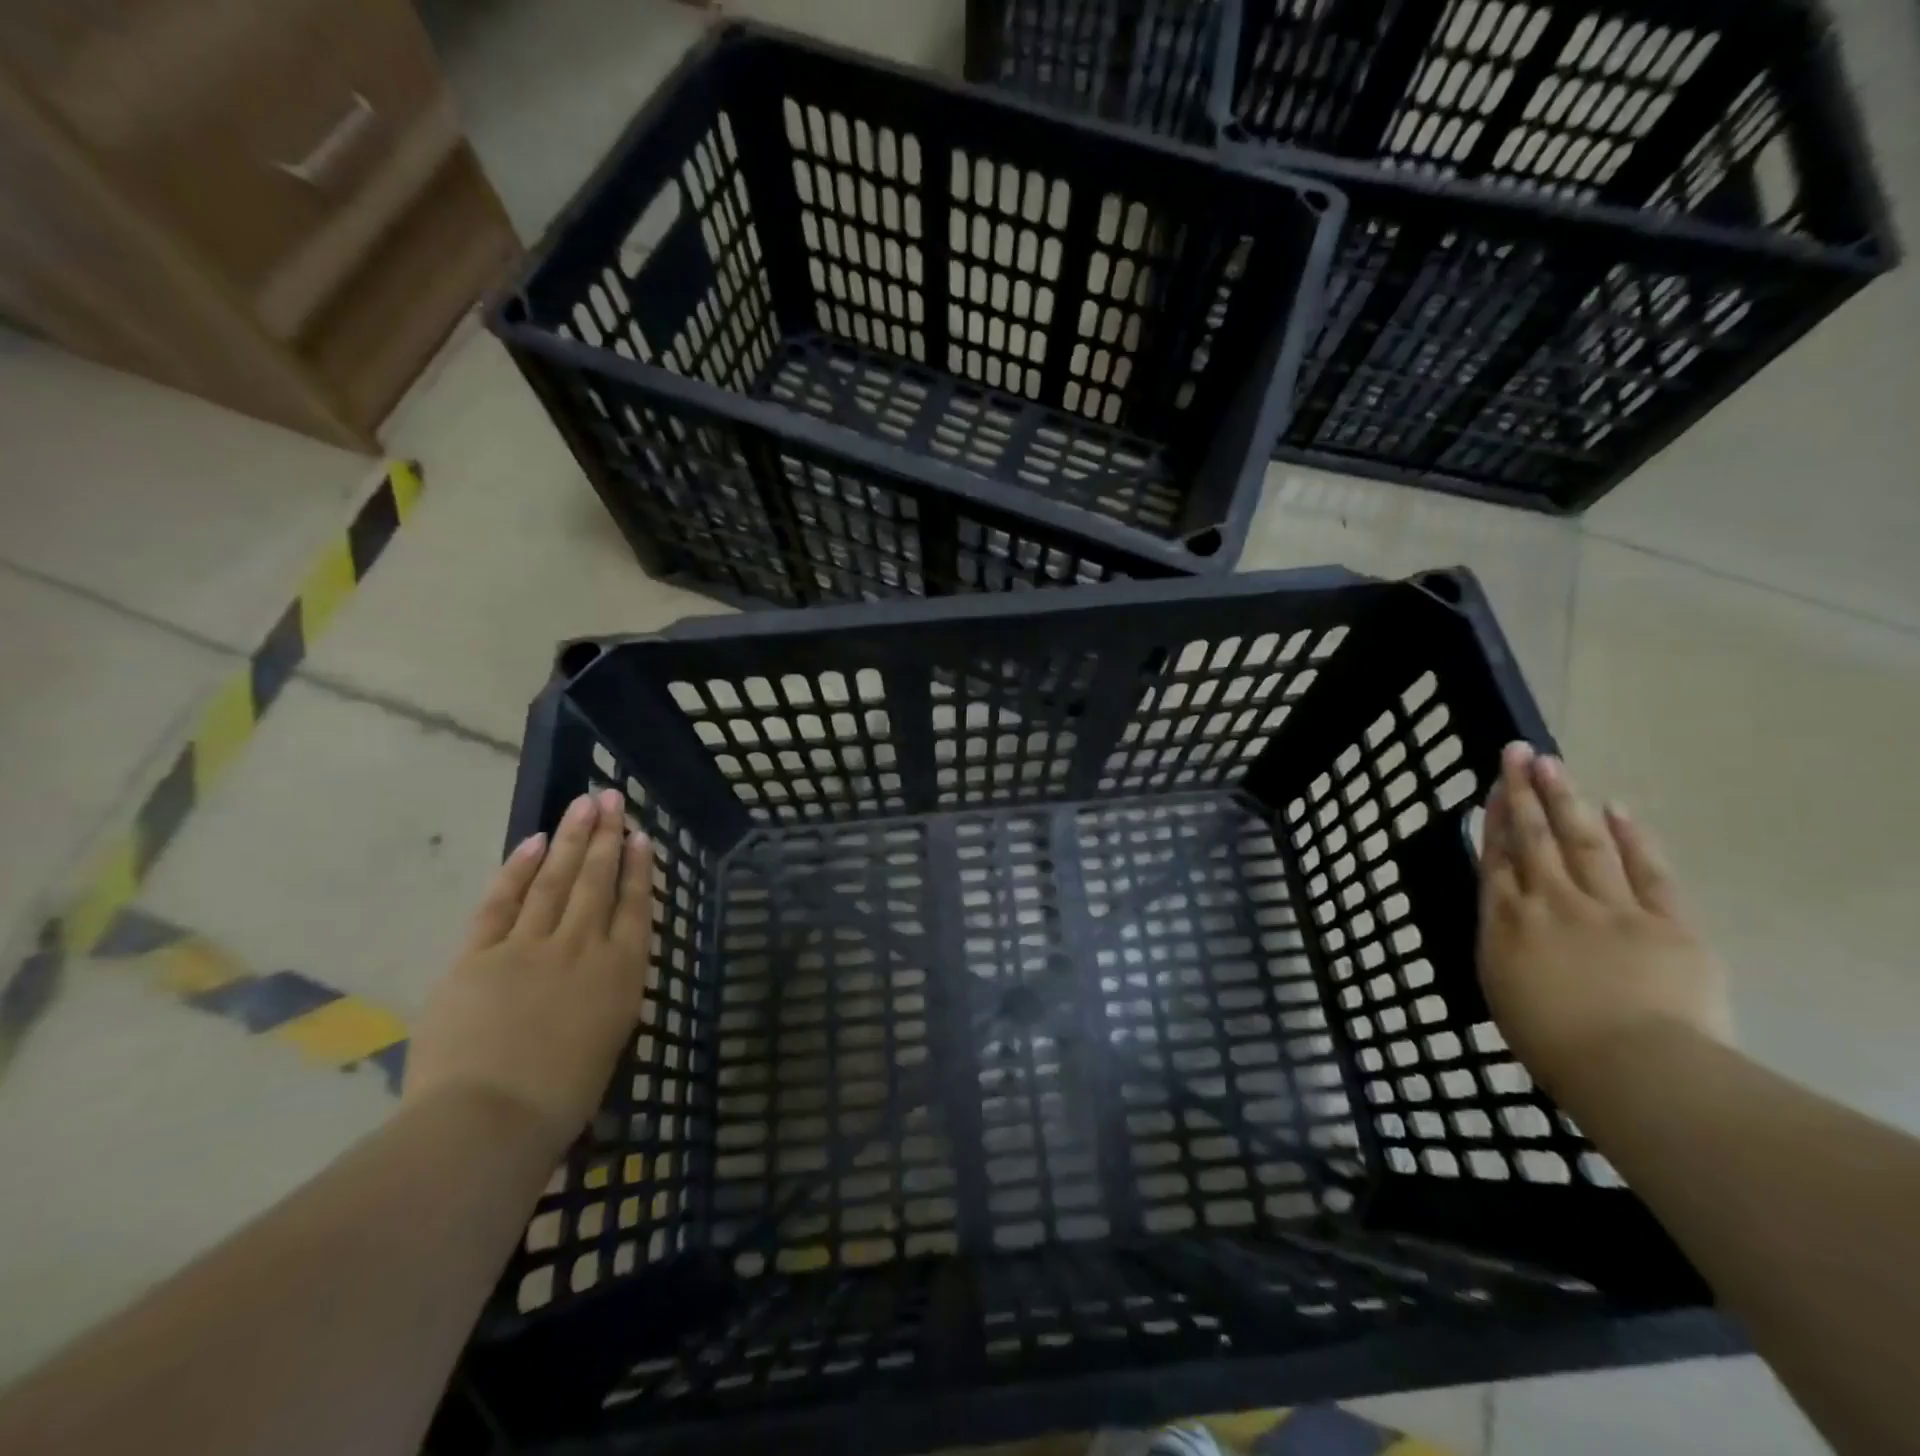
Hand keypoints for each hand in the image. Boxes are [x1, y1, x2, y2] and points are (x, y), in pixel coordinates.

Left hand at [403, 790, 654, 1153]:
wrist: (490, 1120)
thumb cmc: (561, 1097)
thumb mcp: (609, 1040)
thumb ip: (608, 993)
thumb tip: (602, 968)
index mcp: (621, 972)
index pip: (635, 906)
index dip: (638, 868)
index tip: (640, 836)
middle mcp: (582, 946)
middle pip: (596, 880)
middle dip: (606, 836)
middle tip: (611, 799)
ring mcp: (529, 946)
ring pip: (555, 880)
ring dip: (570, 839)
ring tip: (582, 805)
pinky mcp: (479, 955)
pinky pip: (501, 903)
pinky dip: (516, 870)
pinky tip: (532, 842)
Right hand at [1478, 742, 1733, 1093]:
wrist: (1633, 1068)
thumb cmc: (1552, 1042)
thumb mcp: (1503, 987)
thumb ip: (1505, 942)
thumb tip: (1509, 913)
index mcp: (1507, 921)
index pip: (1497, 857)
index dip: (1494, 818)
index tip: (1494, 786)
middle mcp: (1550, 901)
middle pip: (1533, 837)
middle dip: (1523, 792)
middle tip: (1518, 753)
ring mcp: (1609, 907)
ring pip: (1582, 842)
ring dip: (1565, 800)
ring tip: (1552, 764)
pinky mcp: (1666, 923)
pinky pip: (1648, 872)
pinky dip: (1633, 839)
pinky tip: (1617, 808)